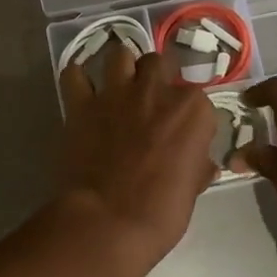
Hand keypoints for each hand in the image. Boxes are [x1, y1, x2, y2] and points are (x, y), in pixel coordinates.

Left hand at [57, 47, 216, 265]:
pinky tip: (83, 91)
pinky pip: (74, 74)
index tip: (184, 132)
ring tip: (120, 87)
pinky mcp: (81, 104)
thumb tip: (202, 165)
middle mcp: (156, 90)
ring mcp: (116, 93)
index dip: (189, 114)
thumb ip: (198, 166)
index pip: (198, 97)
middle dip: (158, 77)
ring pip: (120, 55)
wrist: (108, 222)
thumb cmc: (161, 212)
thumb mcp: (193, 189)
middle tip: (152, 101)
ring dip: (121, 67)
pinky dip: (78, 79)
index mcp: (192, 110)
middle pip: (160, 63)